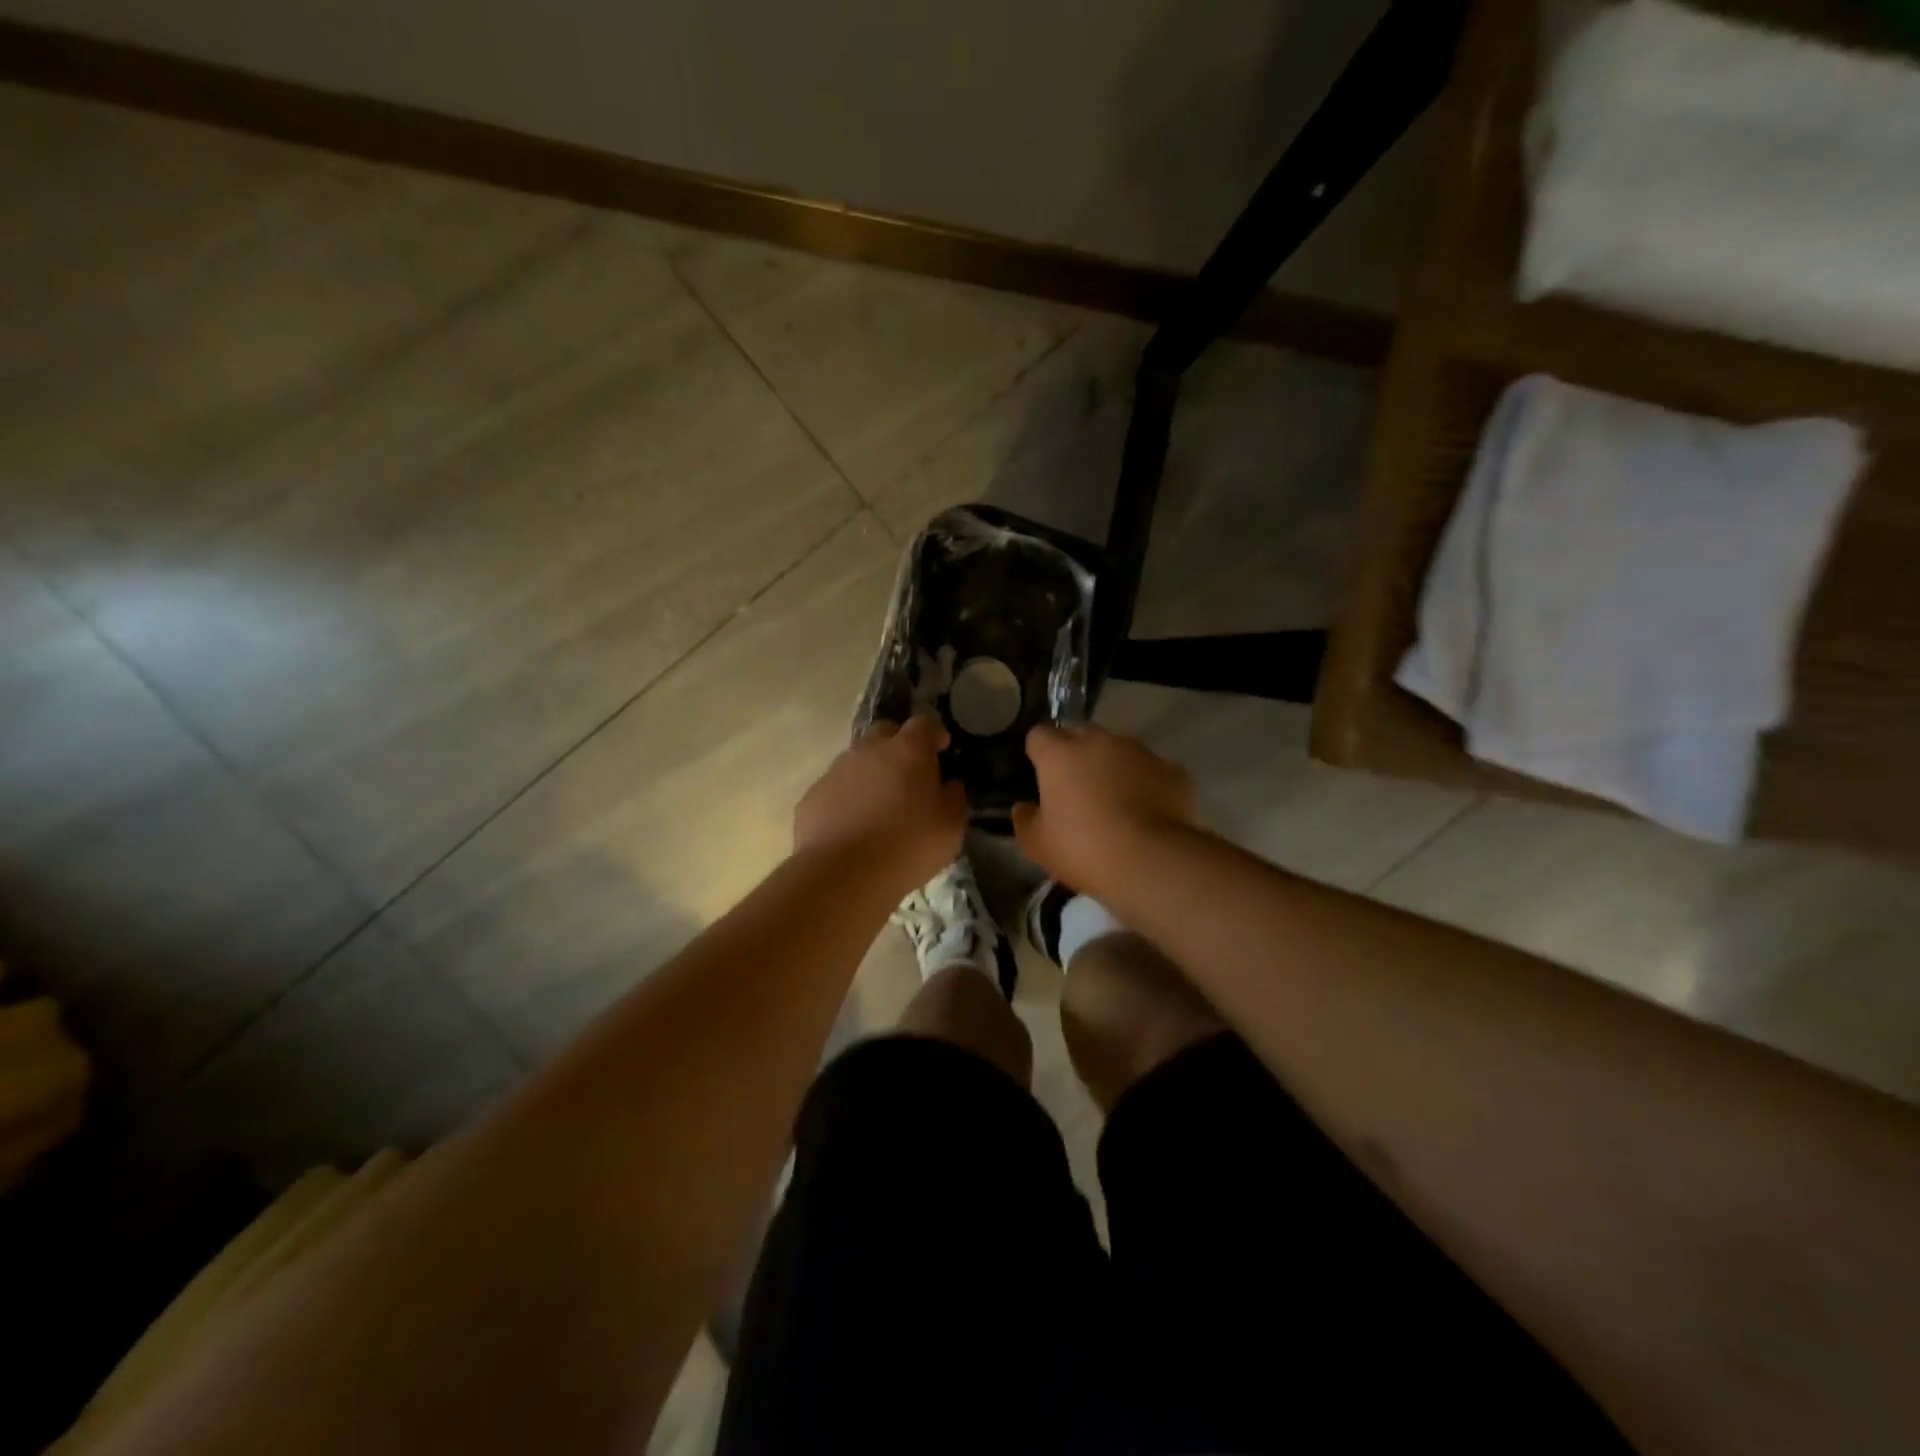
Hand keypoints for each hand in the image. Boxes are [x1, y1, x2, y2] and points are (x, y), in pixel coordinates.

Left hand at [794, 714, 967, 893]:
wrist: (842, 875)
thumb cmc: (908, 846)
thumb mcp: (951, 827)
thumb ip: (954, 798)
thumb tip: (949, 785)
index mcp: (907, 750)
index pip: (924, 723)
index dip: (935, 733)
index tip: (942, 749)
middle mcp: (868, 750)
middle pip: (885, 732)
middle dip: (899, 745)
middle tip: (910, 774)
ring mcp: (835, 771)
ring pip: (857, 760)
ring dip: (871, 773)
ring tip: (880, 806)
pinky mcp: (812, 796)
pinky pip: (836, 788)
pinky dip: (848, 798)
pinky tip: (853, 826)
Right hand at [1012, 725, 1195, 894]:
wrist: (1151, 861)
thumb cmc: (1083, 849)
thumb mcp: (1038, 845)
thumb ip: (1025, 819)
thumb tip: (1023, 807)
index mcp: (1060, 754)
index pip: (1039, 735)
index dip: (1038, 752)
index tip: (1040, 774)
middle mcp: (1100, 742)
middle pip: (1081, 735)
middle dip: (1077, 755)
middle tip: (1077, 790)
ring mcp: (1140, 752)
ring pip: (1120, 751)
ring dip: (1113, 768)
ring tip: (1117, 804)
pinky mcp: (1173, 770)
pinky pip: (1152, 772)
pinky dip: (1146, 785)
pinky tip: (1148, 814)